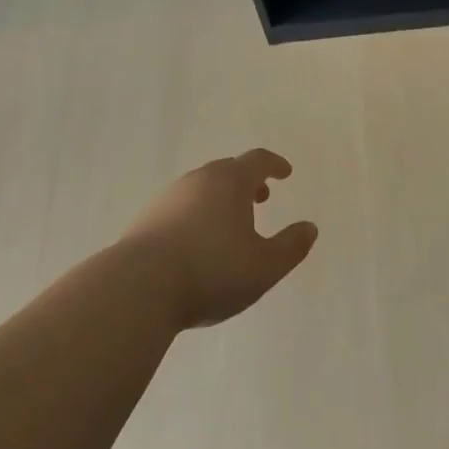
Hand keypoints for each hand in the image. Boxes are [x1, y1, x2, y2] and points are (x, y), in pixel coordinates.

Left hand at [122, 149, 317, 329]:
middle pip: (227, 170)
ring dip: (220, 198)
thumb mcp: (264, 267)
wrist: (138, 287)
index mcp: (230, 182)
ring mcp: (168, 197)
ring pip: (201, 188)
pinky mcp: (146, 219)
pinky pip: (180, 207)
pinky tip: (196, 242)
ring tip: (229, 224)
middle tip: (261, 197)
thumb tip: (309, 228)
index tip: (285, 172)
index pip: (257, 161)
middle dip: (247, 181)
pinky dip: (196, 214)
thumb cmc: (211, 271)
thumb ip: (291, 247)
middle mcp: (198, 180)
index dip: (274, 164)